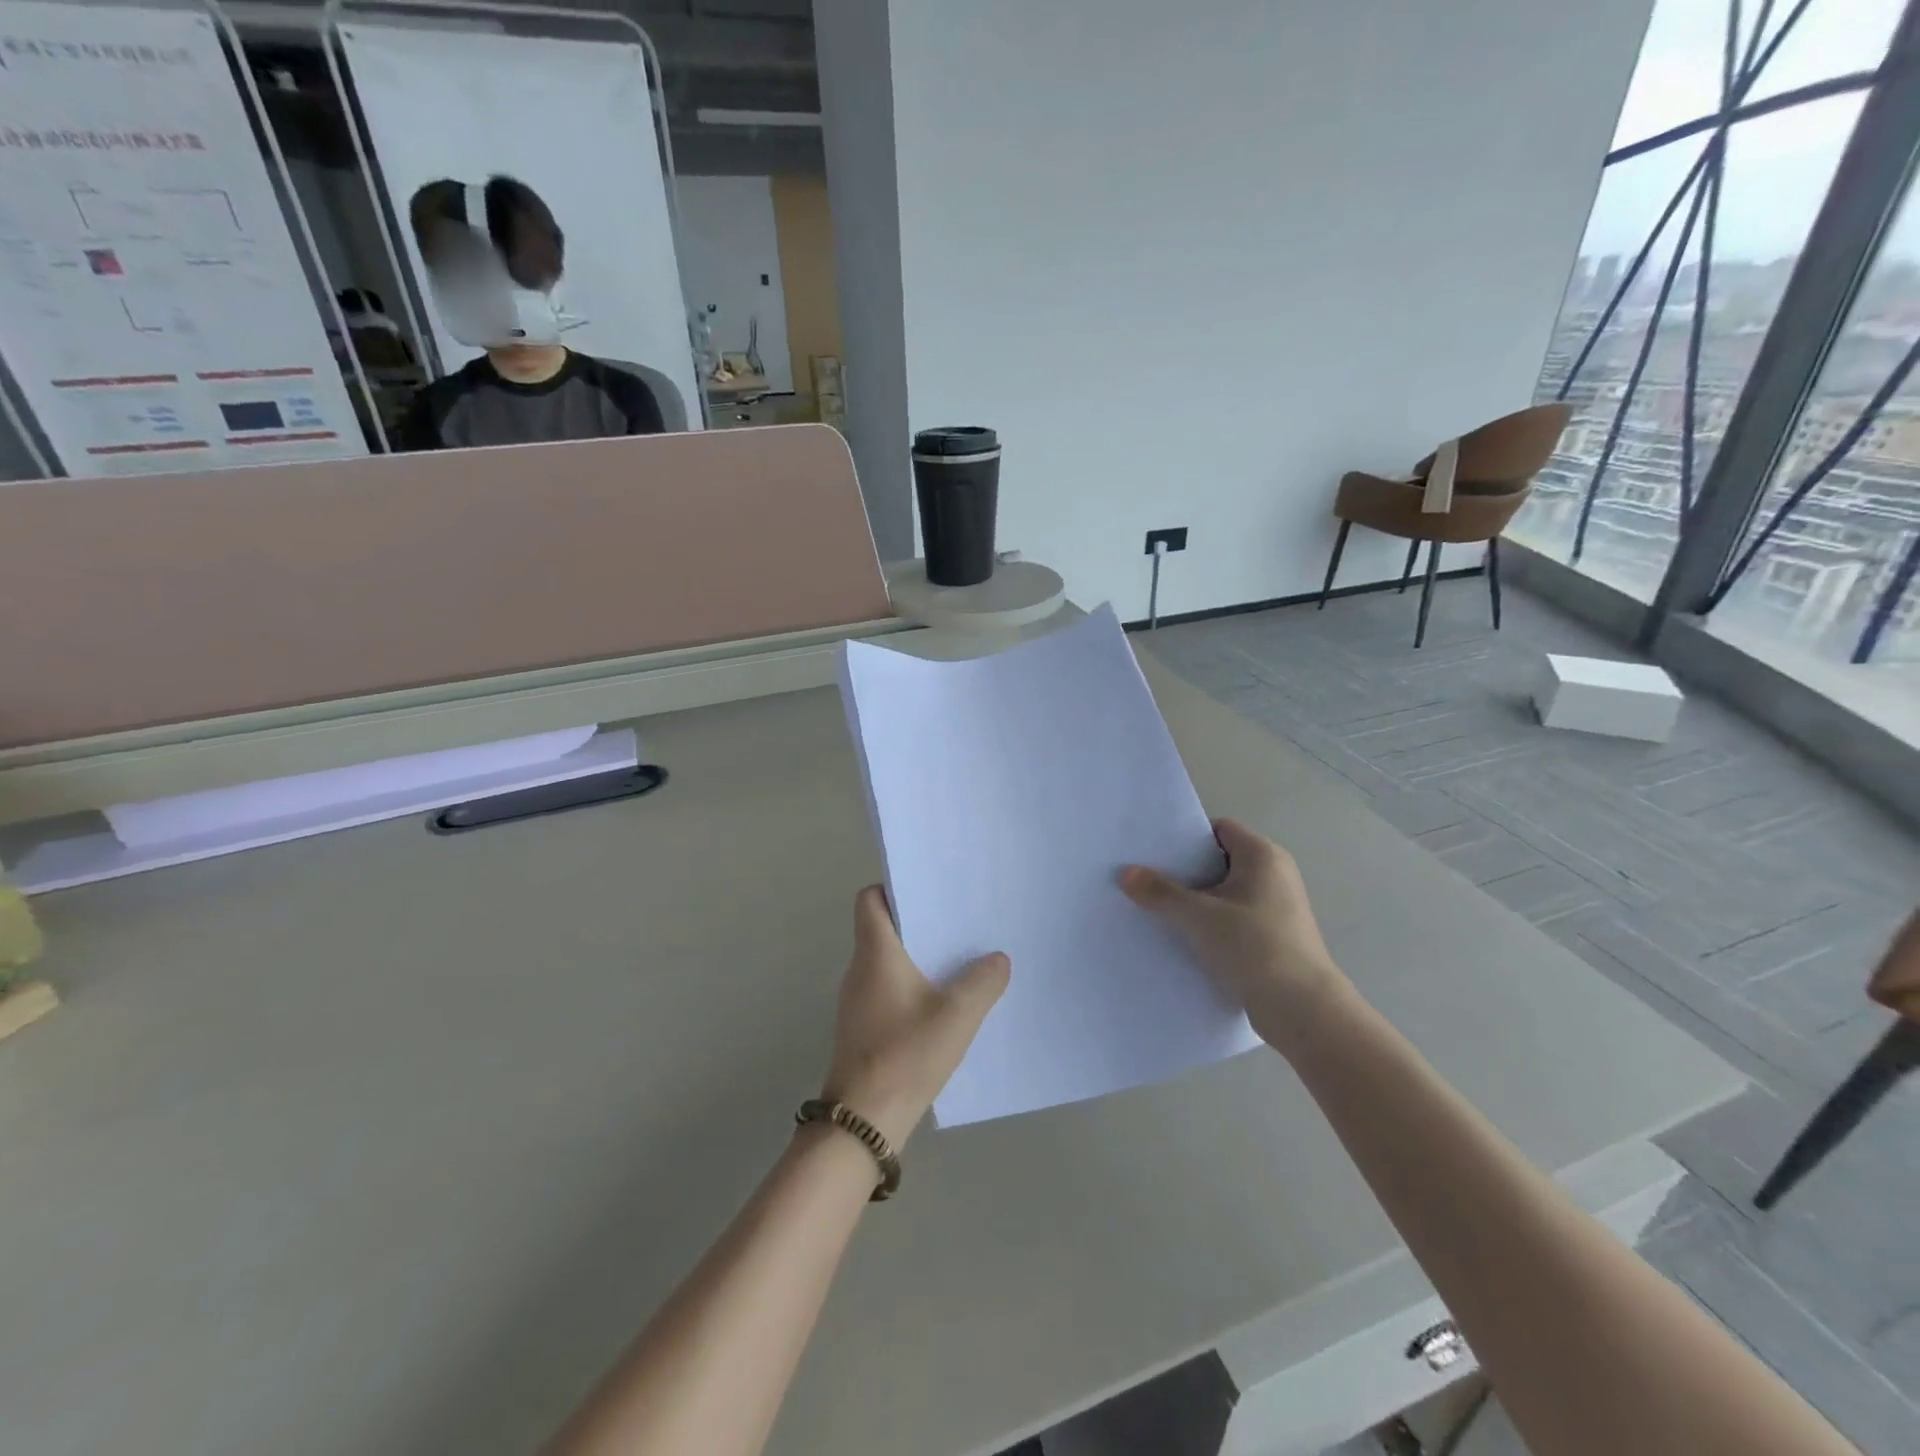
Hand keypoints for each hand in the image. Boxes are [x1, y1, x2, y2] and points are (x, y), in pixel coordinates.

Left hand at [819, 886, 1010, 1149]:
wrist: (862, 1121)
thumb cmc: (905, 1055)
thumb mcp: (957, 1016)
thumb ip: (982, 982)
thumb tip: (997, 959)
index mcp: (875, 953)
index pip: (869, 900)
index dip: (893, 888)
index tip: (928, 891)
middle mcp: (860, 970)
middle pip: (883, 928)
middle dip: (919, 922)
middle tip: (959, 921)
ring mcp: (857, 1001)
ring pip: (888, 962)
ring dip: (918, 957)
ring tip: (959, 959)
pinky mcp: (863, 1027)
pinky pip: (888, 990)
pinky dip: (912, 986)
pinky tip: (943, 1004)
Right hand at [1121, 818, 1347, 1050]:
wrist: (1303, 1010)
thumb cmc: (1254, 947)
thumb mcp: (1199, 916)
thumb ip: (1160, 892)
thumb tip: (1125, 872)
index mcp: (1263, 856)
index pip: (1218, 829)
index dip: (1186, 837)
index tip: (1153, 850)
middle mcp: (1274, 874)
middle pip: (1219, 860)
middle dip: (1184, 870)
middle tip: (1145, 877)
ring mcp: (1276, 907)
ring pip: (1224, 892)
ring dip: (1194, 900)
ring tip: (1155, 907)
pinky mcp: (1273, 936)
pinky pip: (1232, 917)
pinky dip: (1209, 922)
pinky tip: (1181, 936)